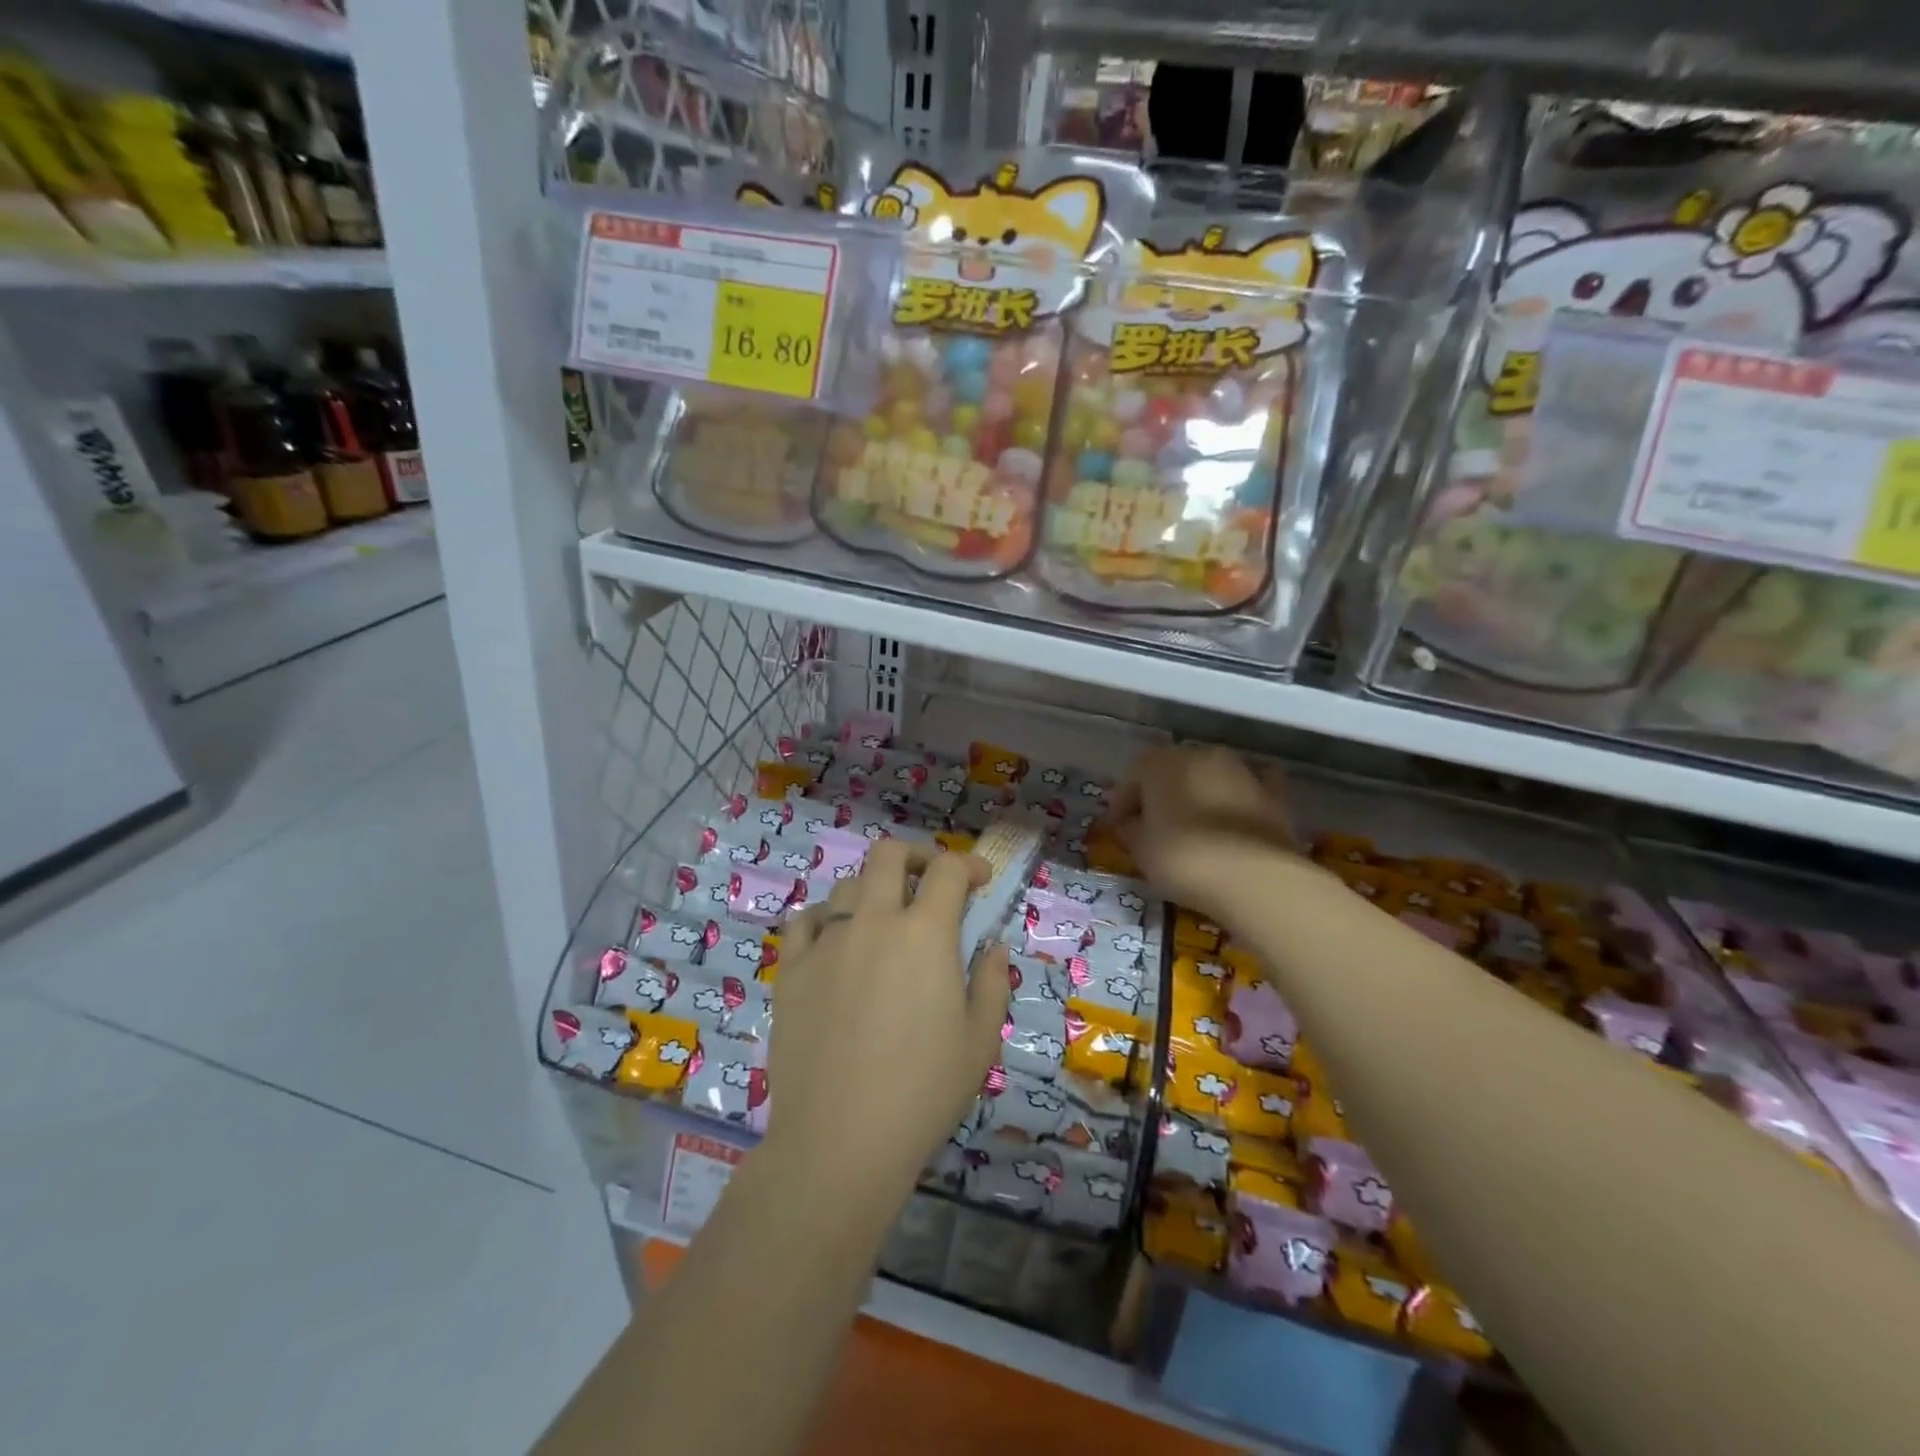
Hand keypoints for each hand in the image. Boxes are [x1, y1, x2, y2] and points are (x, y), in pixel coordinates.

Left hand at [766, 842, 1010, 1199]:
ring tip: (883, 921)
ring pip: (846, 886)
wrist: (839, 1141)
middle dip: (917, 857)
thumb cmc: (923, 1092)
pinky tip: (833, 941)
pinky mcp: (791, 970)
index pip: (949, 871)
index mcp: (925, 934)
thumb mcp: (980, 1040)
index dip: (970, 866)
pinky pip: (803, 921)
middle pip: (889, 855)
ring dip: (872, 891)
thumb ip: (992, 982)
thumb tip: (993, 945)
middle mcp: (873, 922)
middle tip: (930, 882)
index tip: (981, 882)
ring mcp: (826, 943)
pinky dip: (823, 919)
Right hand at [1103, 745, 1302, 926]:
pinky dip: (1240, 801)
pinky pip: (1249, 791)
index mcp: (1162, 761)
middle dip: (1160, 795)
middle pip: (1172, 772)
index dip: (1122, 803)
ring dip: (1198, 796)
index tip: (1115, 829)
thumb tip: (1131, 824)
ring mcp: (1242, 771)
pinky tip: (1234, 819)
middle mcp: (1202, 754)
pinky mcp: (1274, 795)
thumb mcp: (1139, 847)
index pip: (1133, 775)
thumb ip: (1130, 829)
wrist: (1253, 877)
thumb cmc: (1182, 856)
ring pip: (1210, 778)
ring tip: (1192, 829)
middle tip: (1151, 826)